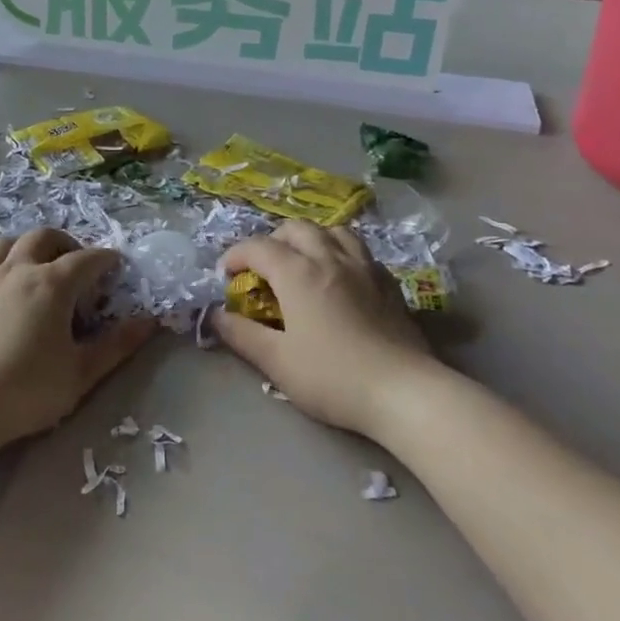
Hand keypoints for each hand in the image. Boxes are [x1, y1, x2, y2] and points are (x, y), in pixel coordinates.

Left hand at [0, 228, 156, 451]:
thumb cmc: (27, 391)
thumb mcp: (81, 373)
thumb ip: (117, 345)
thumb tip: (149, 321)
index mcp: (52, 284)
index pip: (87, 259)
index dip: (107, 259)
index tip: (117, 268)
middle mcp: (17, 270)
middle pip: (44, 237)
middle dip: (67, 244)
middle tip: (78, 267)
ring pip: (6, 243)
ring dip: (27, 247)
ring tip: (36, 268)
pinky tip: (0, 287)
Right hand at [210, 221, 443, 434]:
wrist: (403, 392)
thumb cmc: (332, 377)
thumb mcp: (276, 361)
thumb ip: (242, 335)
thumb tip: (216, 315)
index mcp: (298, 273)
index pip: (257, 247)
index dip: (235, 256)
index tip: (226, 277)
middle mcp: (330, 259)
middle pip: (296, 229)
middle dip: (271, 241)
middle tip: (262, 270)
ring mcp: (364, 268)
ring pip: (333, 230)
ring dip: (310, 239)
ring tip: (302, 263)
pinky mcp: (389, 283)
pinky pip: (359, 250)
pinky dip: (340, 253)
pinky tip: (339, 278)